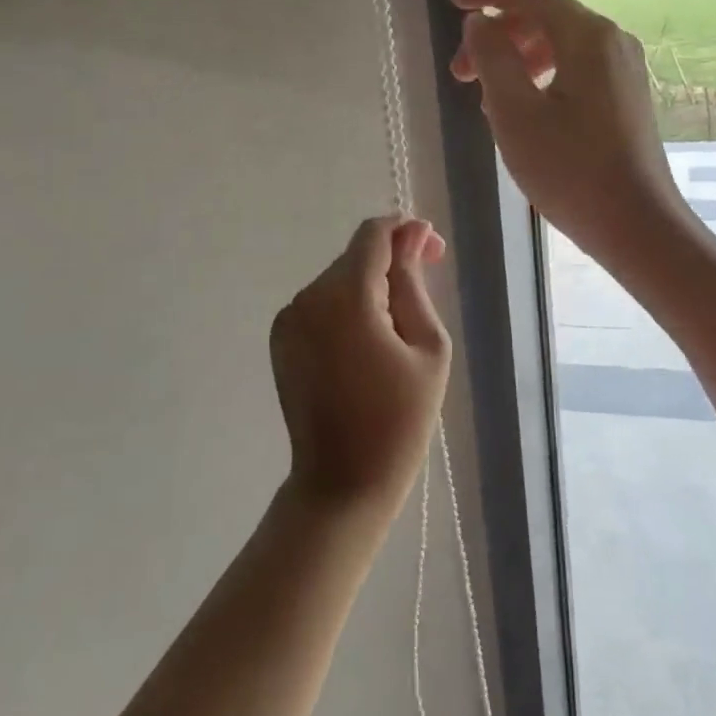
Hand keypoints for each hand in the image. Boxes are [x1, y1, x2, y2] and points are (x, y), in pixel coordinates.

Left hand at [269, 216, 450, 518]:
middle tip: (423, 301)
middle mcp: (309, 297)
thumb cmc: (400, 420)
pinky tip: (366, 346)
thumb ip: (414, 281)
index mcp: (346, 296)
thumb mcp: (427, 346)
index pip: (374, 235)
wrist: (342, 483)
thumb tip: (412, 233)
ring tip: (396, 334)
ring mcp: (289, 318)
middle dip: (392, 263)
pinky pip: (322, 304)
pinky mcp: (281, 339)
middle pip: (356, 257)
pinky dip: (346, 309)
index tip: (434, 254)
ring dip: (370, 289)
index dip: (407, 232)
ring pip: (339, 279)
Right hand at [449, 0, 686, 257]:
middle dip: (496, 36)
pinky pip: (575, 68)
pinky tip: (520, 110)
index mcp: (587, 36)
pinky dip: (540, 77)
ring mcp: (623, 69)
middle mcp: (611, 40)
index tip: (452, 0)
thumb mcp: (514, 112)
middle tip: (458, 73)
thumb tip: (479, 22)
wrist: (638, 226)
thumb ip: (491, 58)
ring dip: (515, 60)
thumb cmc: (570, 170)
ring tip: (484, 98)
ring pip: (558, 45)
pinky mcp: (625, 96)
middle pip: (543, 19)